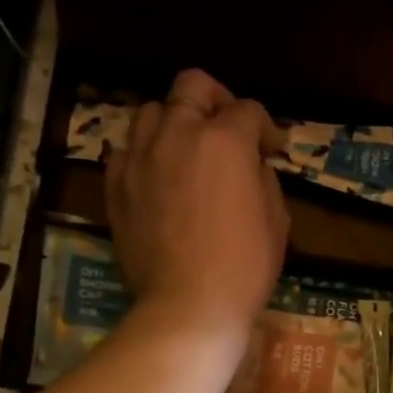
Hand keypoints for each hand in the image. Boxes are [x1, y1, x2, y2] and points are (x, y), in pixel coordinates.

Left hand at [106, 69, 288, 352]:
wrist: (189, 306)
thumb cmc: (245, 268)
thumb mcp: (277, 220)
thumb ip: (264, 179)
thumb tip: (252, 165)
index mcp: (225, 141)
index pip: (248, 110)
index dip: (266, 128)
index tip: (272, 150)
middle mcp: (178, 134)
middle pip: (192, 86)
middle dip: (216, 100)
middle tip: (228, 129)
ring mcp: (140, 158)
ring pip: (151, 111)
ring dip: (175, 122)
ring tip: (187, 151)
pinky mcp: (115, 185)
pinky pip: (127, 150)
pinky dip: (145, 154)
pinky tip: (159, 177)